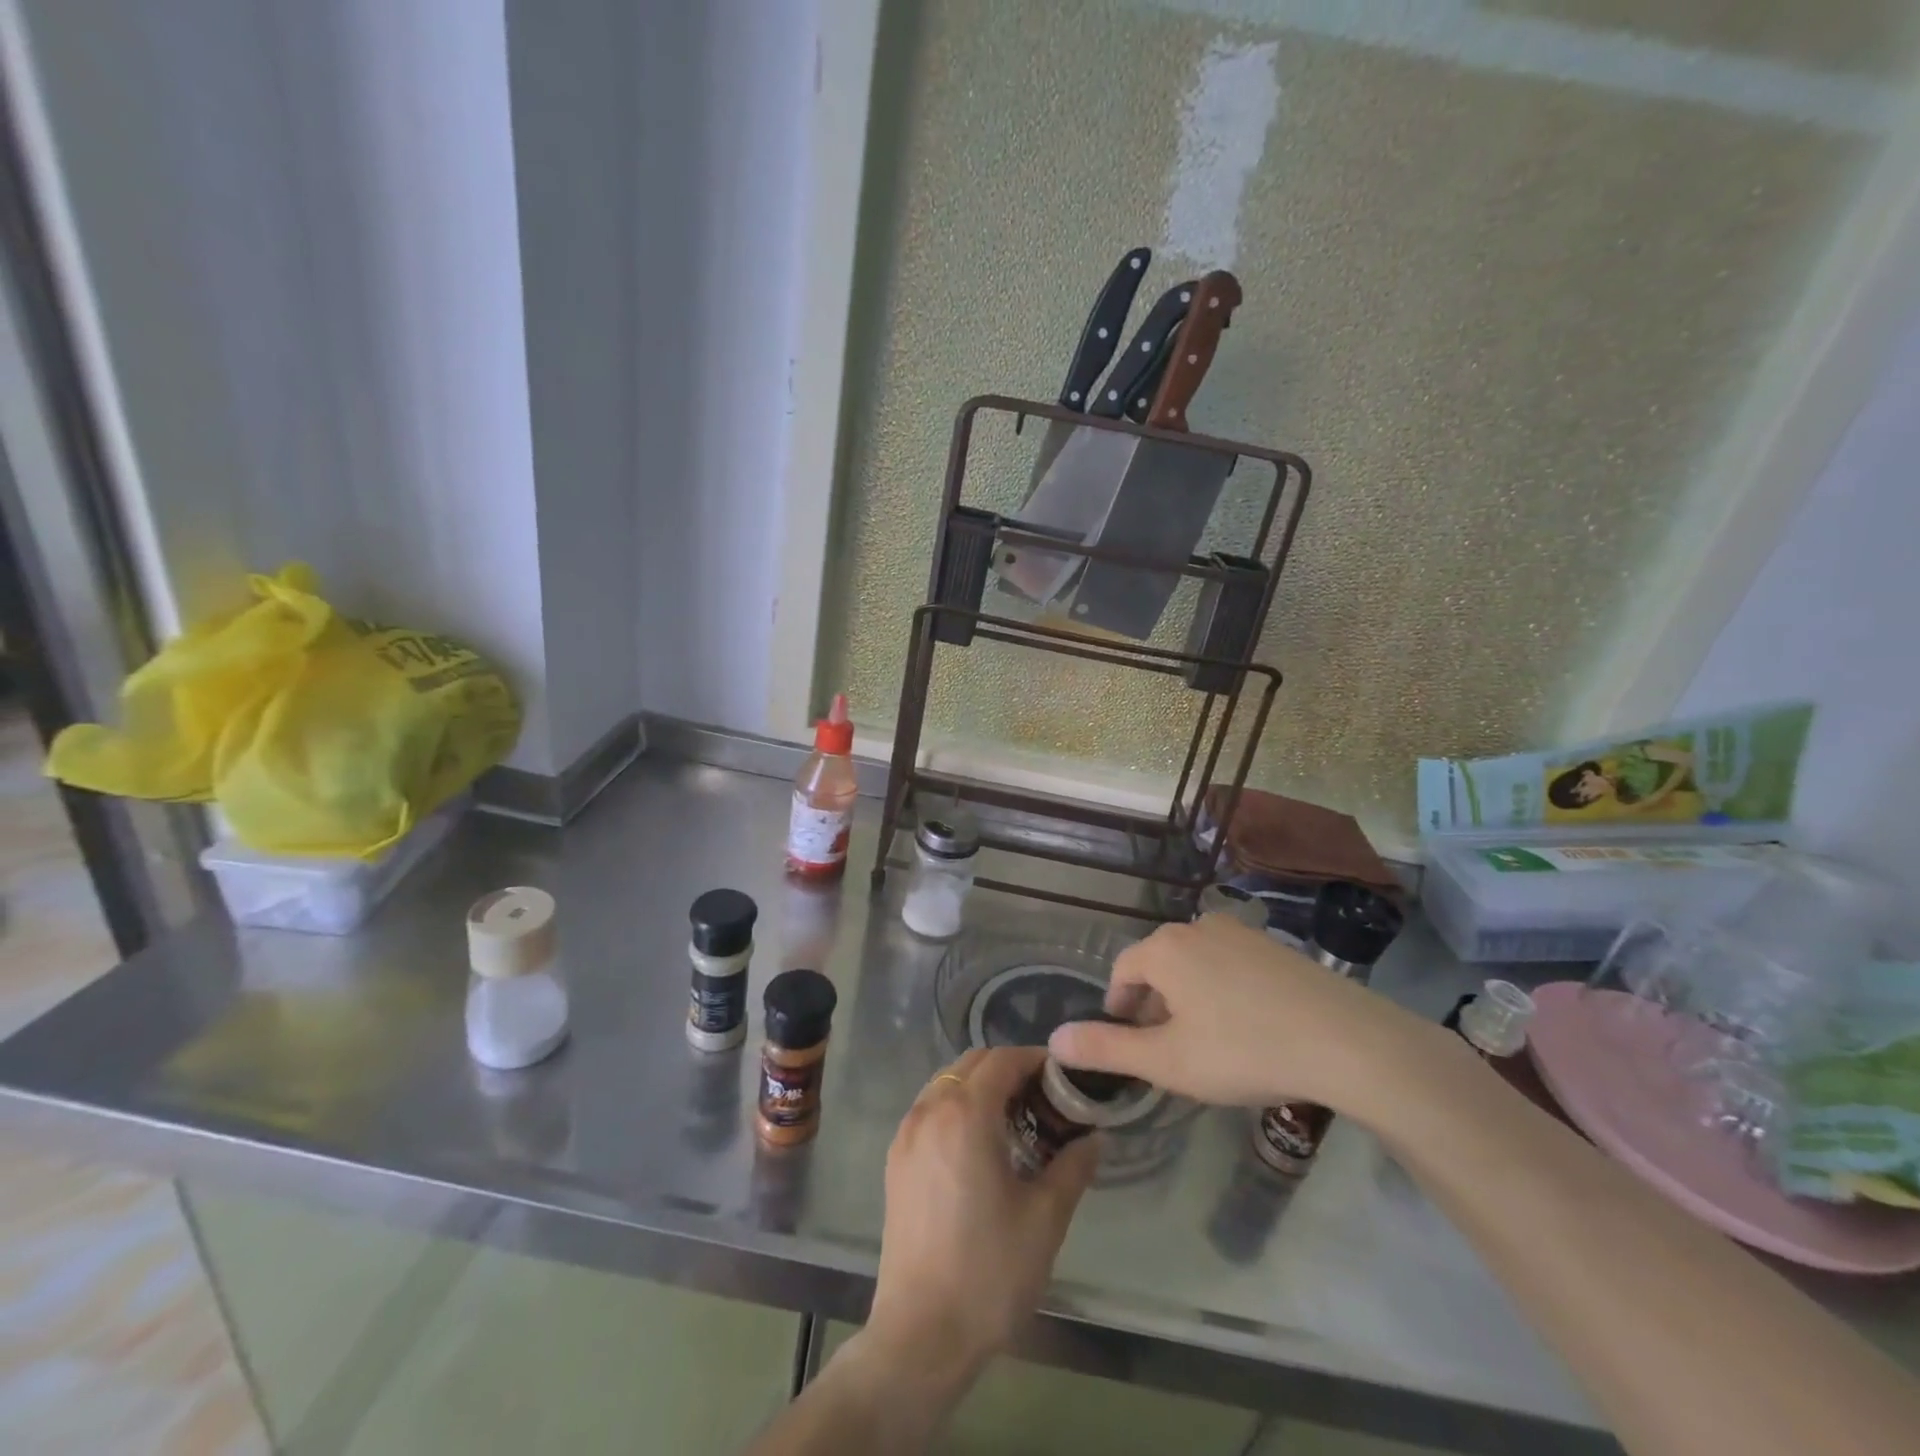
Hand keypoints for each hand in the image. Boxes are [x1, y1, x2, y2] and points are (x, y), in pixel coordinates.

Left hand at [866, 1047, 1096, 1380]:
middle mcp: (930, 1110)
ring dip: (980, 1086)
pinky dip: (956, 1106)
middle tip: (1044, 1098)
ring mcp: (906, 1134)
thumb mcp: (1045, 1219)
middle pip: (972, 1063)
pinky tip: (979, 1144)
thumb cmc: (989, 1273)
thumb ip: (1073, 1166)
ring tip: (1014, 1119)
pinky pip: (929, 1108)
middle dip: (1009, 1069)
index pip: (1003, 1060)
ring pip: (947, 1082)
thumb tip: (1094, 1137)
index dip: (1035, 1060)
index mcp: (965, 1114)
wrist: (921, 1335)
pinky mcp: (895, 1160)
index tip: (1063, 1078)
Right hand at [1047, 914, 1447, 1118]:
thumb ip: (1106, 1049)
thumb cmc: (1244, 1050)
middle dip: (1154, 1005)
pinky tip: (1248, 1028)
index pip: (1123, 970)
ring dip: (1189, 998)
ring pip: (1195, 964)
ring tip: (1207, 1043)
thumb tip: (1054, 1039)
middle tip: (1167, 1049)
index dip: (1118, 1007)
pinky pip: (1231, 964)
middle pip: (1159, 965)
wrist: (1347, 1041)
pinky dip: (1224, 991)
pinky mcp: (1275, 946)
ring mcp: (1241, 933)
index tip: (1128, 1041)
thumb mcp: (1167, 1061)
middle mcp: (1198, 927)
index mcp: (1165, 948)